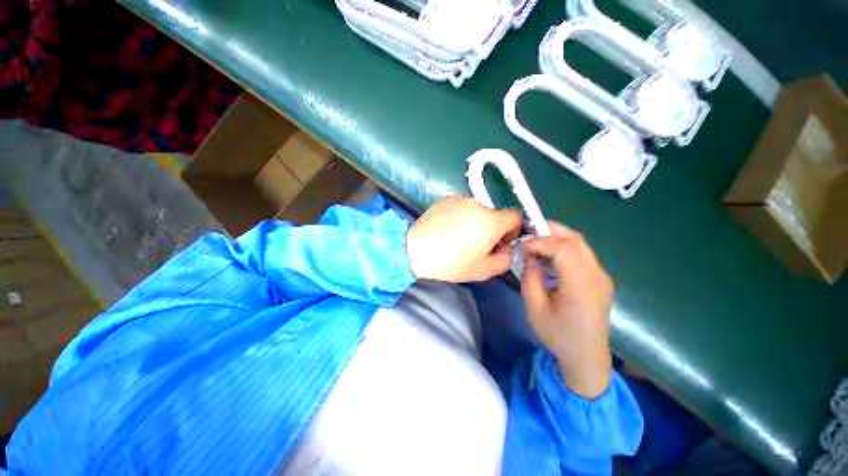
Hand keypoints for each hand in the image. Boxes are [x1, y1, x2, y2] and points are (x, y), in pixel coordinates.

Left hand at [406, 196, 520, 282]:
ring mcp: (459, 199)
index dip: (513, 230)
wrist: (416, 251)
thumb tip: (508, 247)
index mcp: (492, 220)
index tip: (501, 243)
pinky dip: (460, 217)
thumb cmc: (452, 263)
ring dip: (475, 222)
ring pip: (477, 211)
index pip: (515, 216)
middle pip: (495, 214)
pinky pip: (460, 208)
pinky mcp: (444, 200)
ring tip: (459, 238)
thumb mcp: (486, 270)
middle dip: (492, 229)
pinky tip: (447, 231)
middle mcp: (478, 204)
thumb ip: (506, 258)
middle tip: (478, 245)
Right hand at [521, 222, 612, 398]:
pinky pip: (581, 253)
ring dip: (556, 237)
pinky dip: (563, 247)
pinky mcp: (600, 278)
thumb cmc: (558, 335)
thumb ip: (530, 277)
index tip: (521, 246)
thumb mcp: (534, 308)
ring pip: (580, 244)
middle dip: (549, 230)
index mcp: (581, 287)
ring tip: (535, 241)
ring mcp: (602, 276)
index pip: (563, 249)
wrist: (586, 357)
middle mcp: (597, 276)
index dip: (540, 241)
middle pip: (575, 240)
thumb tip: (529, 255)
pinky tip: (549, 255)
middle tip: (527, 231)